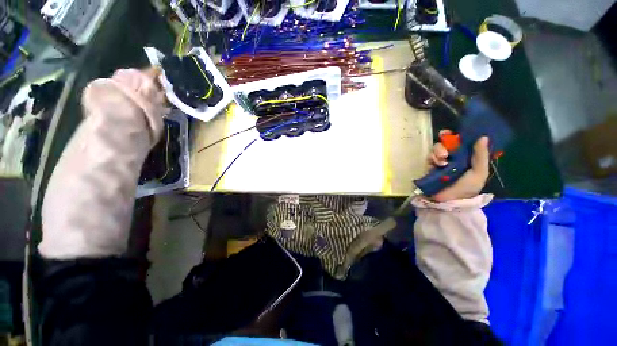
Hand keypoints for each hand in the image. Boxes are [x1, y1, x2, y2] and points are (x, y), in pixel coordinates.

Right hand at [428, 130, 489, 201]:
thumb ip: (481, 155)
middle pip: (446, 142)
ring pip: (436, 148)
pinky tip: (437, 164)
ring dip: (439, 150)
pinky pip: (429, 157)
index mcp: (467, 157)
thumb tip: (483, 136)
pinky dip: (432, 158)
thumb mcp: (479, 173)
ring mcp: (440, 162)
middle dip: (444, 142)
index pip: (462, 142)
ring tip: (442, 158)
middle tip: (445, 141)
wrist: (448, 201)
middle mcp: (453, 157)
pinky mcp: (429, 166)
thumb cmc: (467, 188)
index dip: (458, 135)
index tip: (455, 132)